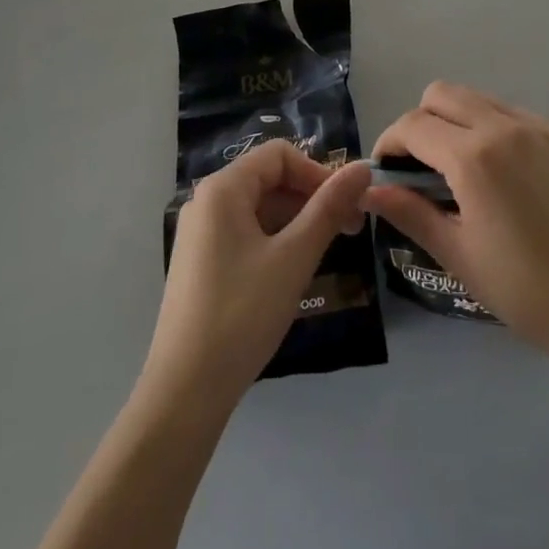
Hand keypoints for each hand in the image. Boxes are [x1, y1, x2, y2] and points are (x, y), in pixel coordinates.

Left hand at [145, 142, 371, 411]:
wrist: (185, 394)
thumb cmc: (242, 315)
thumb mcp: (294, 257)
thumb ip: (329, 208)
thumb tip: (363, 168)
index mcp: (223, 189)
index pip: (280, 155)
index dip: (318, 173)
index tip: (346, 206)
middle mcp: (207, 201)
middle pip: (270, 178)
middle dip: (311, 198)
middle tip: (348, 231)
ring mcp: (201, 232)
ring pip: (261, 207)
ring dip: (297, 221)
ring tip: (325, 253)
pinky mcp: (202, 261)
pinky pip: (247, 232)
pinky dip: (276, 240)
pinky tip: (294, 271)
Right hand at [365, 82, 548, 353]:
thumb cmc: (518, 286)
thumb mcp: (455, 252)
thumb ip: (408, 211)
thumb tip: (368, 189)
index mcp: (473, 158)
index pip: (413, 125)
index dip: (390, 142)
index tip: (386, 169)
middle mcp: (505, 127)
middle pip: (442, 93)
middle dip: (421, 121)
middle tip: (421, 165)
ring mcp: (539, 126)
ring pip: (479, 98)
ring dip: (457, 121)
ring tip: (462, 167)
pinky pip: (514, 114)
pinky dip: (495, 130)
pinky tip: (503, 172)